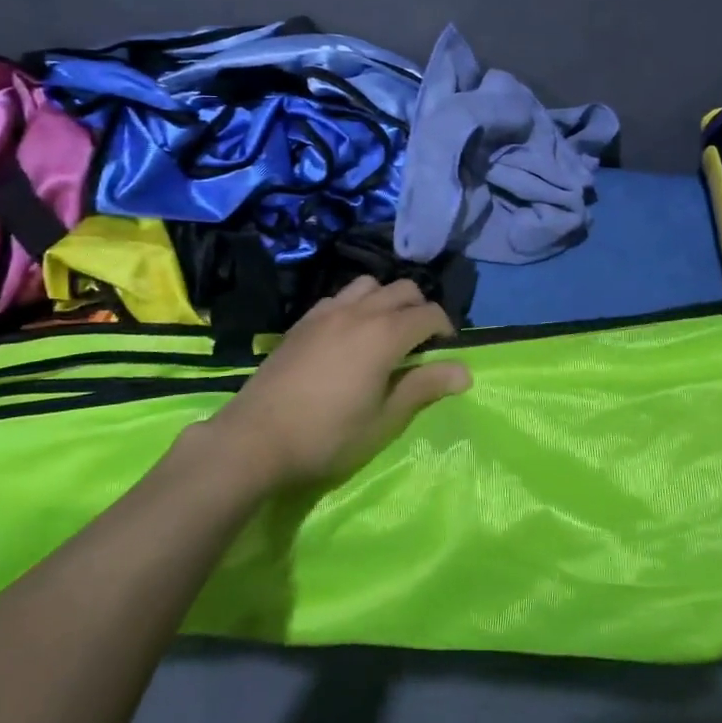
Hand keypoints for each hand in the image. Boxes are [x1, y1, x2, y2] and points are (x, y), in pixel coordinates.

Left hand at [208, 277, 470, 488]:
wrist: (256, 437)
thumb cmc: (328, 435)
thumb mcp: (384, 420)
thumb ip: (423, 388)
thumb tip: (464, 371)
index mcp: (385, 334)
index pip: (429, 314)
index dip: (445, 328)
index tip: (446, 351)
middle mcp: (359, 311)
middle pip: (403, 289)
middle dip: (420, 308)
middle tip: (420, 342)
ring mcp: (327, 311)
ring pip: (369, 285)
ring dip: (386, 300)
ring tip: (384, 331)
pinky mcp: (303, 320)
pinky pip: (339, 297)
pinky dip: (355, 305)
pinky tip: (348, 335)